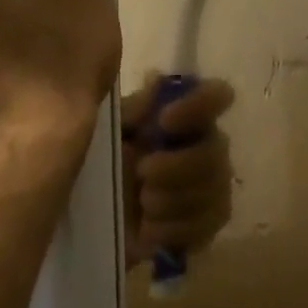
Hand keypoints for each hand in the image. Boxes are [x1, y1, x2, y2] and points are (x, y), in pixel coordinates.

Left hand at [119, 77, 235, 271]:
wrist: (90, 222)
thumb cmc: (100, 164)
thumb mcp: (108, 132)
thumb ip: (134, 110)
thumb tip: (157, 79)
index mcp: (184, 117)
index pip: (217, 96)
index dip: (199, 105)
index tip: (165, 121)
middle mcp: (206, 146)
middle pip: (216, 151)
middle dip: (177, 167)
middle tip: (141, 174)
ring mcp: (212, 187)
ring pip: (213, 191)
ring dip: (171, 200)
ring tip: (142, 204)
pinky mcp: (208, 224)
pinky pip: (207, 225)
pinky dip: (174, 228)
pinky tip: (150, 229)